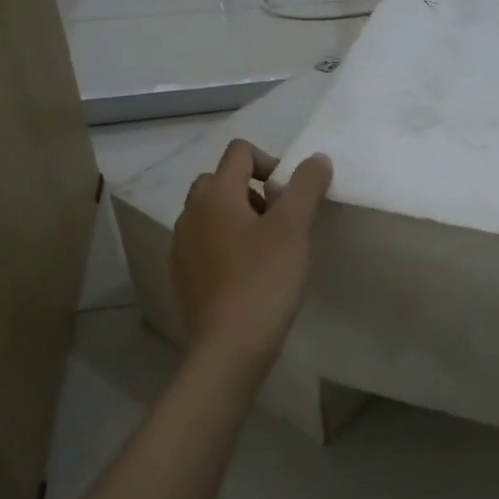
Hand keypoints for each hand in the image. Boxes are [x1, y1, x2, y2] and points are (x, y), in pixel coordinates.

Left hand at [172, 140, 332, 369]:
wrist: (230, 346)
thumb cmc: (264, 279)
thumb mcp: (293, 228)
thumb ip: (306, 186)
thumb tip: (316, 158)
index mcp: (215, 195)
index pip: (239, 151)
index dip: (270, 162)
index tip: (291, 195)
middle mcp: (191, 213)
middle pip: (220, 180)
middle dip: (252, 189)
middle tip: (279, 220)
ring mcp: (182, 245)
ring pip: (211, 213)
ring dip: (238, 216)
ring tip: (266, 248)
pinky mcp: (183, 274)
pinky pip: (204, 242)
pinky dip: (225, 244)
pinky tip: (247, 273)